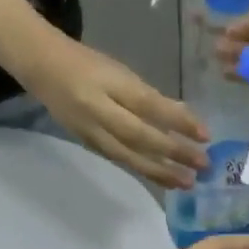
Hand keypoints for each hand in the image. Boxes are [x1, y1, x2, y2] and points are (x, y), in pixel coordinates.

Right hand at [33, 42, 208, 188]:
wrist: (42, 67)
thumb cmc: (89, 65)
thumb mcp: (121, 72)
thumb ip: (151, 97)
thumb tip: (186, 120)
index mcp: (109, 84)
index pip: (149, 105)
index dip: (178, 121)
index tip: (205, 135)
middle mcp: (98, 110)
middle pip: (140, 136)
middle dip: (174, 153)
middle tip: (203, 166)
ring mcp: (90, 131)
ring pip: (129, 156)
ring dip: (160, 172)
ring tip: (187, 183)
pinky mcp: (88, 144)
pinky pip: (120, 160)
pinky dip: (144, 171)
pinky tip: (164, 179)